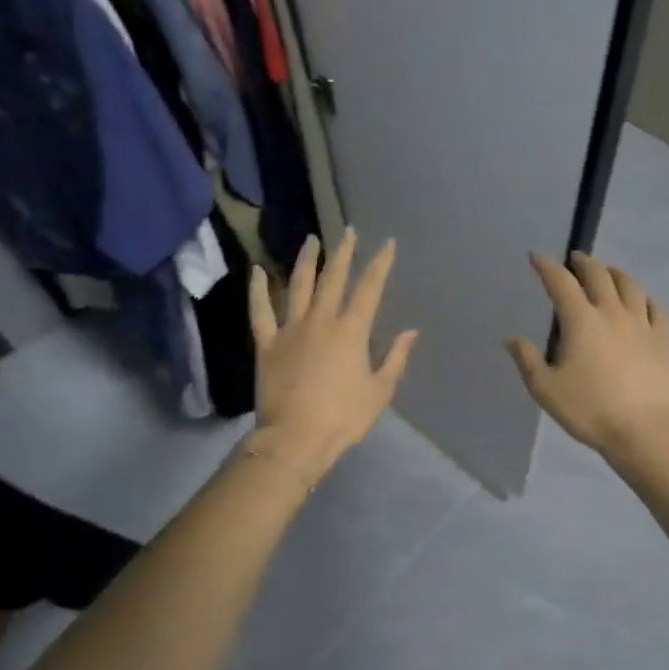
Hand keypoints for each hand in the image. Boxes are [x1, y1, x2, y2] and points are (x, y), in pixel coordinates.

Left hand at [247, 229, 417, 486]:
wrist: (295, 438)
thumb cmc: (343, 417)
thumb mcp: (379, 391)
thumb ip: (395, 358)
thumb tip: (410, 332)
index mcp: (352, 330)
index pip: (370, 288)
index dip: (380, 264)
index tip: (387, 244)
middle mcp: (321, 320)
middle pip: (334, 278)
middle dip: (344, 252)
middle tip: (349, 231)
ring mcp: (290, 329)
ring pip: (299, 285)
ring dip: (307, 260)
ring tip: (311, 240)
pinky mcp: (266, 343)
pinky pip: (260, 310)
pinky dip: (258, 289)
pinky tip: (258, 271)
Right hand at [507, 251, 668, 457]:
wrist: (644, 430)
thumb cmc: (589, 410)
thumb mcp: (546, 389)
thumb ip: (527, 360)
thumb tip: (512, 338)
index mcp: (581, 321)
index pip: (560, 282)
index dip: (547, 266)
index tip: (537, 257)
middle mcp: (612, 312)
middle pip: (598, 275)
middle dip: (583, 262)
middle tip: (575, 259)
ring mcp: (641, 324)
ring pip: (629, 285)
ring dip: (615, 273)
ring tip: (608, 271)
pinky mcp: (663, 339)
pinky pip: (656, 308)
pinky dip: (646, 298)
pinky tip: (642, 300)